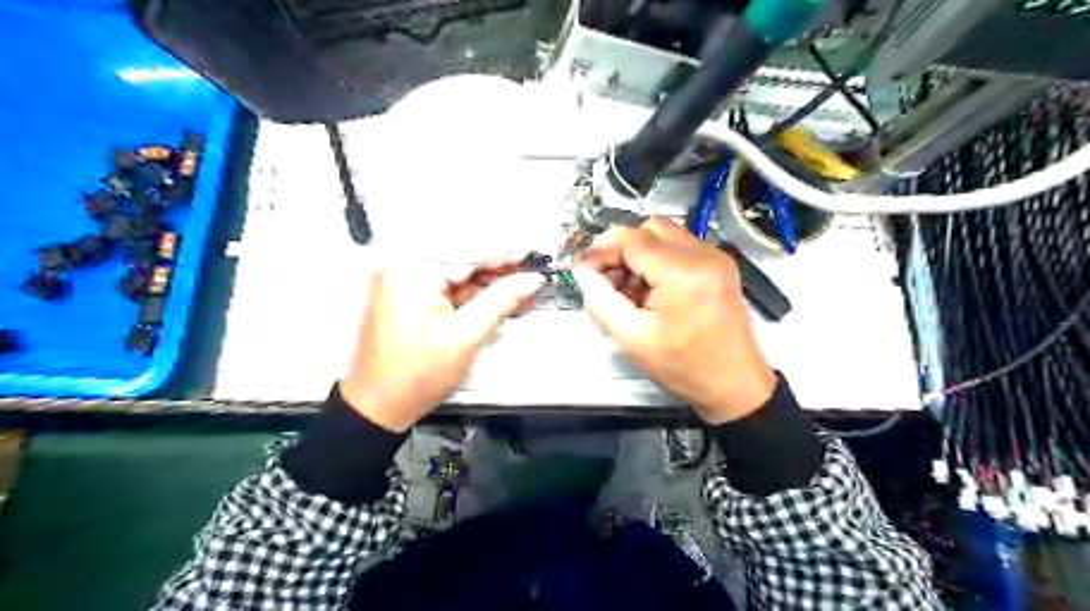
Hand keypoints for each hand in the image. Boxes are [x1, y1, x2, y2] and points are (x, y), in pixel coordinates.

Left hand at [339, 260, 543, 431]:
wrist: (380, 407)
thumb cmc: (414, 376)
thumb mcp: (466, 336)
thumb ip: (501, 301)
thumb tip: (531, 280)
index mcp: (411, 271)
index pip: (468, 251)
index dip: (506, 253)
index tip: (533, 253)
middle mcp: (404, 269)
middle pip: (464, 260)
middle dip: (501, 270)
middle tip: (534, 273)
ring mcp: (406, 284)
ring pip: (460, 276)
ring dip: (491, 284)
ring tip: (525, 291)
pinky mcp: (411, 298)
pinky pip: (451, 289)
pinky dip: (476, 296)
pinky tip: (502, 300)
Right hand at [571, 218, 774, 424]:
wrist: (735, 385)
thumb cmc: (684, 368)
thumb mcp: (631, 338)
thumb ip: (600, 299)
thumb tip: (583, 271)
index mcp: (683, 272)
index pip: (630, 238)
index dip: (601, 251)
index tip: (584, 272)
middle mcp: (703, 254)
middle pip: (648, 229)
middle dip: (620, 250)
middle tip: (607, 280)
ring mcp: (715, 257)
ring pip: (663, 235)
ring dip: (639, 255)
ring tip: (629, 290)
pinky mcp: (719, 266)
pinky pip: (679, 248)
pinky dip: (658, 261)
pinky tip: (651, 291)